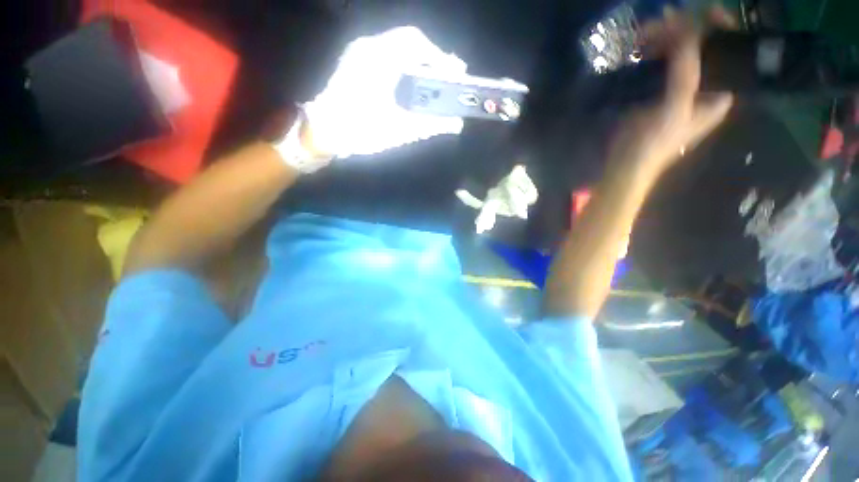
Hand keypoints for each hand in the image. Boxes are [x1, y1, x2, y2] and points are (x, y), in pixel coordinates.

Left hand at [303, 26, 466, 158]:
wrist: (322, 132)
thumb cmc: (360, 130)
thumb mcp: (398, 130)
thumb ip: (430, 125)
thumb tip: (456, 124)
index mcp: (379, 57)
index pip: (417, 43)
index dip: (440, 56)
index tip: (455, 72)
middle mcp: (369, 47)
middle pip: (409, 42)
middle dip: (432, 59)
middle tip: (447, 77)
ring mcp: (359, 53)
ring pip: (398, 48)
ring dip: (418, 62)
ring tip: (433, 81)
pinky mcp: (355, 63)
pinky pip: (387, 56)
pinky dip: (404, 67)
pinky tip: (411, 84)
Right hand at [607, 7, 734, 176]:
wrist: (626, 163)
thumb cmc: (655, 143)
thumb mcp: (675, 107)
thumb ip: (685, 71)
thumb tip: (686, 28)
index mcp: (719, 92)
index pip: (728, 51)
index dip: (720, 28)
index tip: (704, 10)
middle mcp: (704, 85)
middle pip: (703, 48)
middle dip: (686, 30)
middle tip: (664, 19)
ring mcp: (679, 87)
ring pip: (680, 53)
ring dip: (666, 39)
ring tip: (645, 33)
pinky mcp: (658, 91)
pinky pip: (661, 64)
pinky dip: (653, 52)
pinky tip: (641, 47)